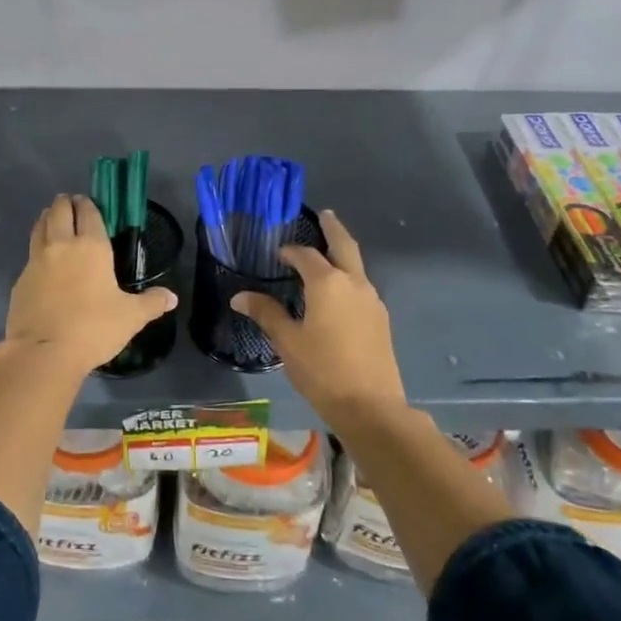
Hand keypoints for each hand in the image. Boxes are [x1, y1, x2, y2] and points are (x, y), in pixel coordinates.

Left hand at [3, 194, 177, 373]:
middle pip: (59, 211)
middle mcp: (61, 246)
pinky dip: (37, 249)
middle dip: (66, 204)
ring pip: (40, 227)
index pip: (88, 212)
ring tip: (54, 220)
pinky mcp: (20, 280)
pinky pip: (30, 255)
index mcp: (91, 246)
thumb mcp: (131, 317)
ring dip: (48, 219)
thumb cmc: (93, 329)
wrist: (43, 353)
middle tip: (72, 205)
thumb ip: (152, 303)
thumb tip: (172, 297)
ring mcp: (36, 261)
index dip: (88, 204)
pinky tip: (43, 262)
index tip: (89, 202)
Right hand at [232, 209, 406, 420]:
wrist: (371, 405)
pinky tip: (337, 293)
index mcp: (327, 283)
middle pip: (344, 245)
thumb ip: (266, 313)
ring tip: (326, 255)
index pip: (305, 256)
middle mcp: (354, 283)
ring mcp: (372, 300)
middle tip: (324, 215)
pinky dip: (348, 277)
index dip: (290, 251)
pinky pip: (361, 286)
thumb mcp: (287, 341)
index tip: (277, 254)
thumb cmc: (322, 370)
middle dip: (333, 228)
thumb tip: (239, 296)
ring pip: (356, 266)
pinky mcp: (380, 318)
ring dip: (342, 255)